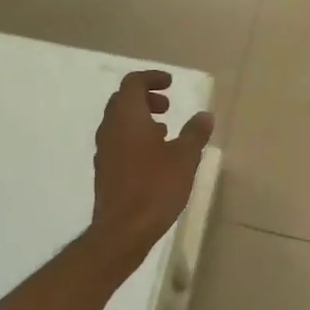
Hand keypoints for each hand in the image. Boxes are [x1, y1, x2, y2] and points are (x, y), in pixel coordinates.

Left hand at [91, 71, 213, 261]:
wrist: (122, 231)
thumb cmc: (155, 187)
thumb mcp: (184, 158)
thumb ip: (195, 133)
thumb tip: (205, 115)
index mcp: (127, 117)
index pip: (133, 83)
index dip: (151, 78)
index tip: (170, 84)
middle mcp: (110, 128)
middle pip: (123, 100)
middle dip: (145, 97)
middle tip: (167, 106)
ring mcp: (104, 150)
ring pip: (119, 122)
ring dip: (140, 119)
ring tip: (165, 131)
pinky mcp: (105, 171)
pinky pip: (118, 142)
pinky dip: (135, 138)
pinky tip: (154, 156)